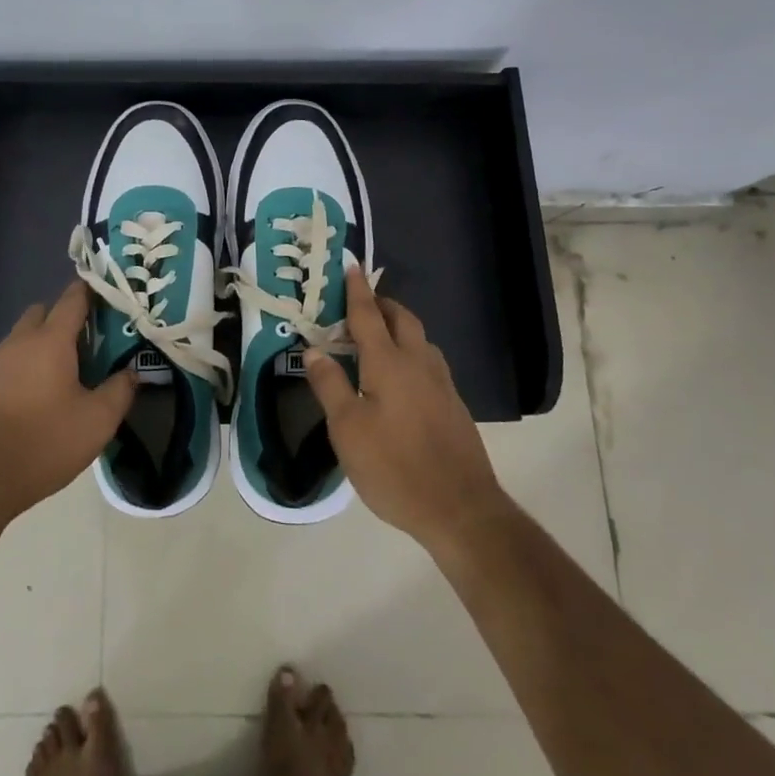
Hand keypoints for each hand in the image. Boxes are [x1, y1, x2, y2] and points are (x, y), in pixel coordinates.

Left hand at [0, 280, 136, 531]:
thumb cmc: (43, 444)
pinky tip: (40, 395)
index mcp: (50, 341)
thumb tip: (132, 371)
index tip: (112, 295)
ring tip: (69, 371)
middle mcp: (19, 342)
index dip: (93, 291)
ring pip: (24, 336)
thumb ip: (120, 390)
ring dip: (45, 343)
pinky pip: (11, 361)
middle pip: (44, 312)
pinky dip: (27, 365)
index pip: (73, 298)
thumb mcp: (97, 422)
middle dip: (67, 317)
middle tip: (93, 341)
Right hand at [303, 268, 508, 555]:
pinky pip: (429, 362)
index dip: (357, 290)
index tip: (351, 266)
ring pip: (420, 340)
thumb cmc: (394, 466)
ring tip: (378, 337)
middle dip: (382, 304)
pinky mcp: (454, 405)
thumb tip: (313, 349)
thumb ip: (329, 385)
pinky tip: (402, 377)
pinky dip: (411, 352)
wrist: (461, 509)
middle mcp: (419, 363)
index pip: (368, 315)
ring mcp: (442, 384)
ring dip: (399, 327)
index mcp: (388, 363)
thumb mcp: (347, 429)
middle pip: (402, 319)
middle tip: (359, 304)